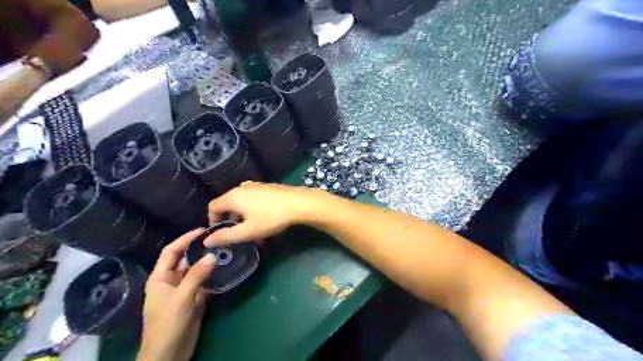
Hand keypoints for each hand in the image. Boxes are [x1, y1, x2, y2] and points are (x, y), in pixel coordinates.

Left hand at [136, 230, 215, 360]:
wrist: (169, 354)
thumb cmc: (167, 325)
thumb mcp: (181, 298)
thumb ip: (196, 276)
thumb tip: (212, 255)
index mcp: (160, 278)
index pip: (171, 252)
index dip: (184, 239)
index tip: (202, 230)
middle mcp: (172, 281)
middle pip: (185, 260)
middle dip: (199, 249)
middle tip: (218, 239)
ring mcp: (184, 290)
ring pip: (196, 271)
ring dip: (208, 262)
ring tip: (224, 251)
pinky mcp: (194, 299)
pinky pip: (204, 283)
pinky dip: (213, 275)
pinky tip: (225, 269)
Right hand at [206, 182, 321, 246]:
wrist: (299, 203)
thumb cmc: (271, 217)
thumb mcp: (247, 231)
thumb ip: (225, 236)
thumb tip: (206, 241)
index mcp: (233, 196)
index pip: (212, 207)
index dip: (213, 221)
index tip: (221, 233)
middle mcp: (241, 187)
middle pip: (227, 204)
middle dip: (230, 220)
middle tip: (240, 234)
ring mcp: (255, 185)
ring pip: (241, 202)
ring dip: (243, 216)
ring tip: (254, 229)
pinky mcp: (267, 187)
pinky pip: (252, 198)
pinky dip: (252, 209)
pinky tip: (264, 219)